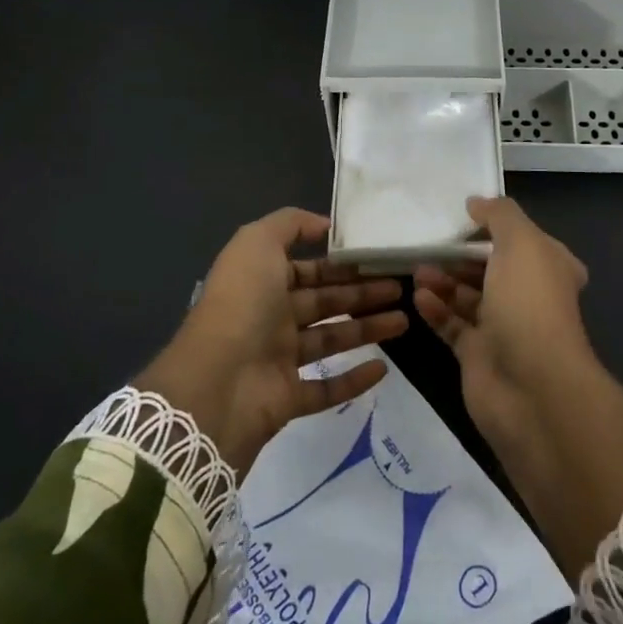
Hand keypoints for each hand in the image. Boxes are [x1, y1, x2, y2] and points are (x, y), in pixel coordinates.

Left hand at [137, 209, 406, 473]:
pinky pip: (326, 388)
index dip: (342, 265)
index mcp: (262, 282)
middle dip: (363, 293)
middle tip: (402, 288)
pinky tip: (383, 368)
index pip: (309, 269)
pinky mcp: (288, 399)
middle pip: (325, 302)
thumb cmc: (242, 303)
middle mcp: (271, 318)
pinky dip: (354, 380)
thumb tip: (325, 226)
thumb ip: (290, 224)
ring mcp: (279, 360)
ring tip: (405, 320)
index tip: (378, 260)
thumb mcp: (257, 243)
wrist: (216, 382)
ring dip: (368, 329)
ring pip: (331, 339)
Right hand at [413, 196, 594, 452]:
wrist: (531, 386)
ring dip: (443, 281)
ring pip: (468, 297)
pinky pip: (453, 326)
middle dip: (461, 256)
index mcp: (549, 268)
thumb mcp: (521, 242)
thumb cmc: (529, 303)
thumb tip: (476, 202)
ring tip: (417, 269)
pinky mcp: (478, 355)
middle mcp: (529, 297)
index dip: (498, 228)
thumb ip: (499, 215)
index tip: (464, 217)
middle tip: (429, 244)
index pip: (525, 240)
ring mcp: (504, 328)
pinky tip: (418, 297)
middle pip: (491, 269)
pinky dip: (436, 310)